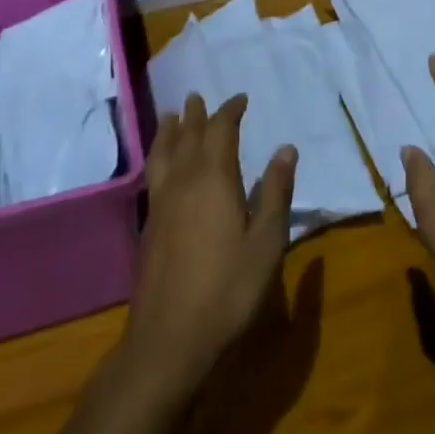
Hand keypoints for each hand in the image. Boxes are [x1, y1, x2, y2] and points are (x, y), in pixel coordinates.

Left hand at [125, 94, 296, 390]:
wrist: (170, 337)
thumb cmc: (228, 289)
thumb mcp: (266, 242)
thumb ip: (275, 192)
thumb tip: (285, 148)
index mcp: (214, 179)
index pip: (220, 131)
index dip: (230, 112)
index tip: (240, 99)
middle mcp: (183, 181)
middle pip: (187, 136)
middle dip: (196, 115)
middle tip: (199, 97)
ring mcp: (161, 203)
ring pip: (163, 153)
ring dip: (169, 131)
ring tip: (171, 115)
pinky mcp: (149, 225)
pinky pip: (154, 173)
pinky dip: (158, 155)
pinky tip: (160, 164)